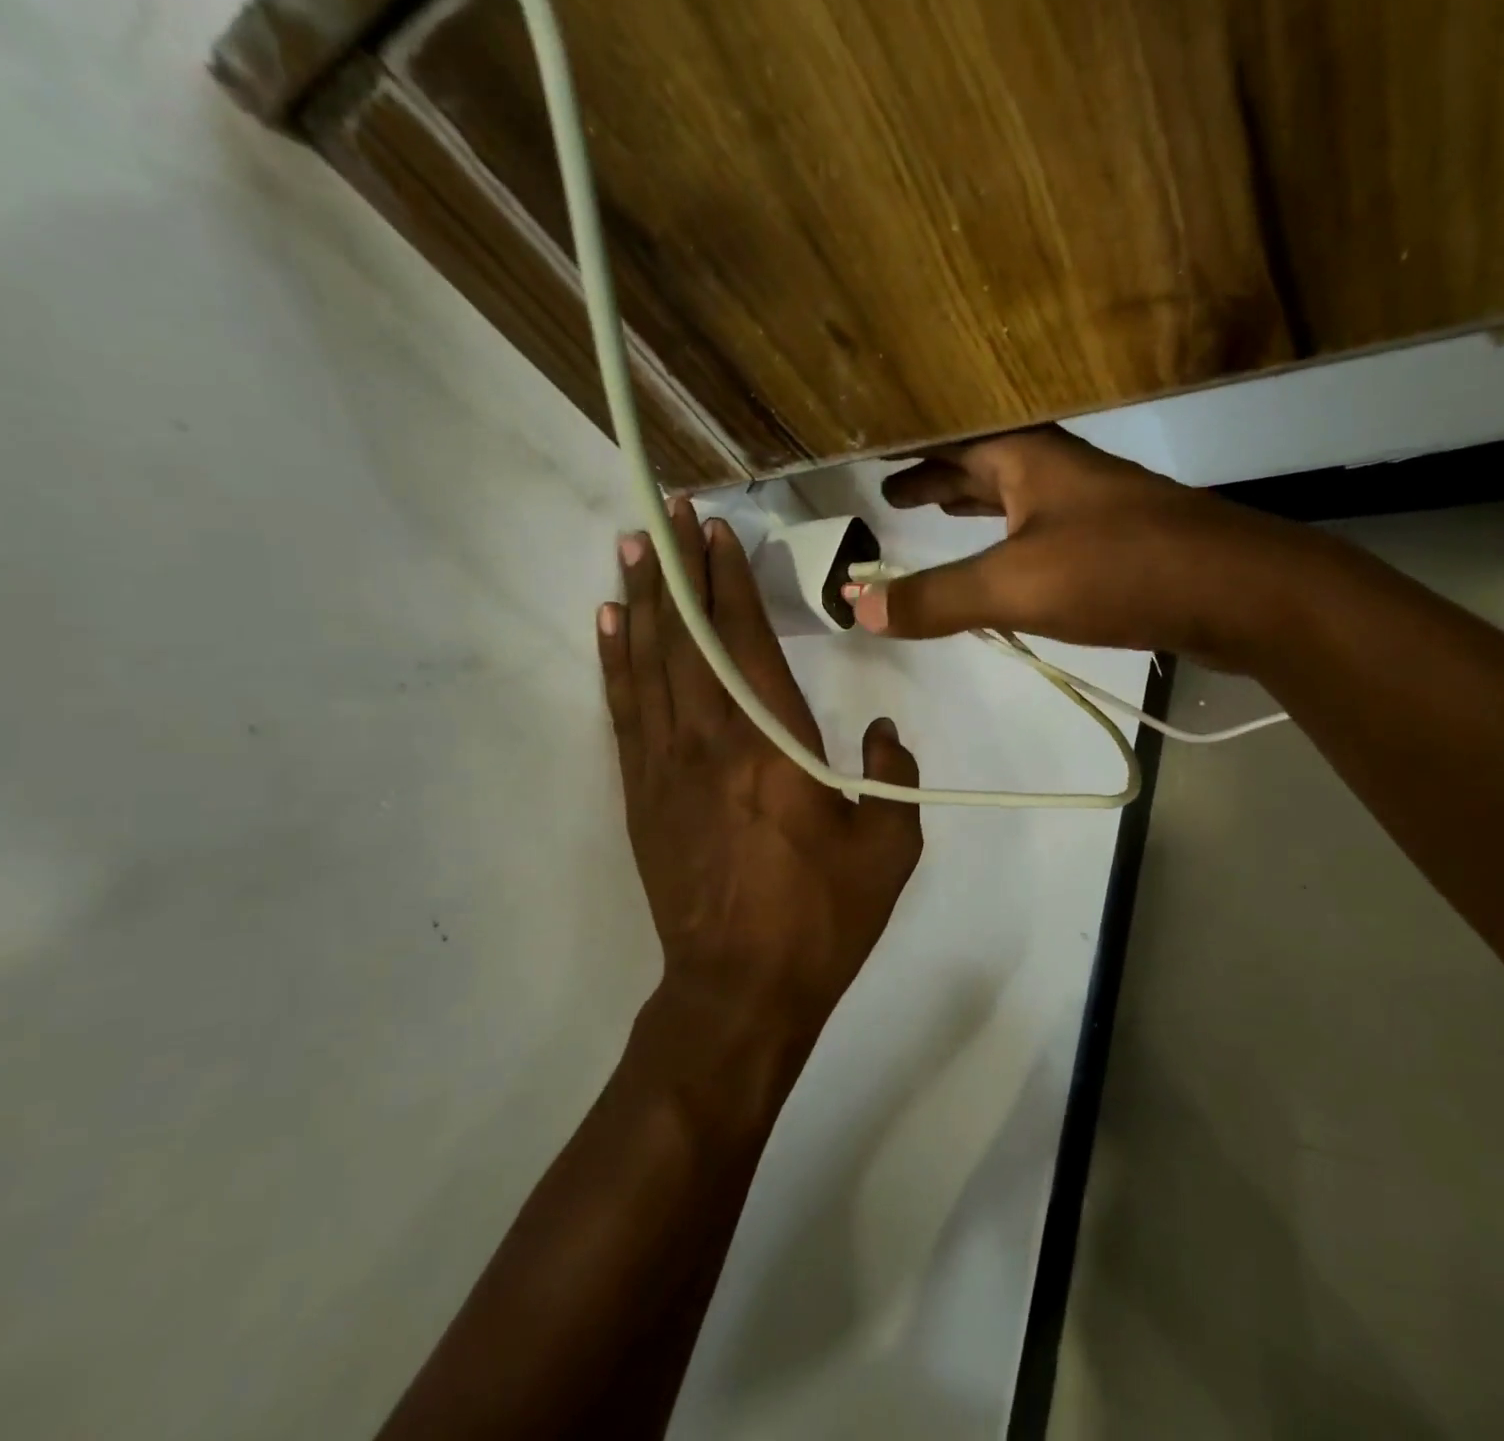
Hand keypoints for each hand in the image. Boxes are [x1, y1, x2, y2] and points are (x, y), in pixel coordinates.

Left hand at [599, 499, 922, 1053]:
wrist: (740, 988)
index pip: (747, 641)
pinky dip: (616, 662)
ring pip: (648, 665)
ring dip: (641, 602)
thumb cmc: (820, 917)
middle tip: (668, 514)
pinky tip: (611, 627)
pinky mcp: (642, 794)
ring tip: (633, 549)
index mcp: (774, 747)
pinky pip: (625, 712)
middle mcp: (711, 742)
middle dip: (679, 570)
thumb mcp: (888, 850)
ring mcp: (666, 767)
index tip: (717, 530)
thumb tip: (881, 734)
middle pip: (689, 638)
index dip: (730, 580)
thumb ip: (892, 778)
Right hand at [850, 427, 1318, 668]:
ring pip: (1018, 497)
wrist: (1241, 592)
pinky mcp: (1119, 545)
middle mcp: (1061, 471)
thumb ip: (937, 598)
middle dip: (941, 477)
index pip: (955, 440)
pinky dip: (1011, 541)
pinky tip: (1009, 565)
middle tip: (897, 495)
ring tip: (940, 516)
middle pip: (987, 464)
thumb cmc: (1121, 570)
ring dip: (977, 505)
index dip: (913, 450)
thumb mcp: (1015, 585)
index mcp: (1031, 458)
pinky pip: (1044, 532)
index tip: (877, 460)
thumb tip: (856, 608)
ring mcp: (1094, 507)